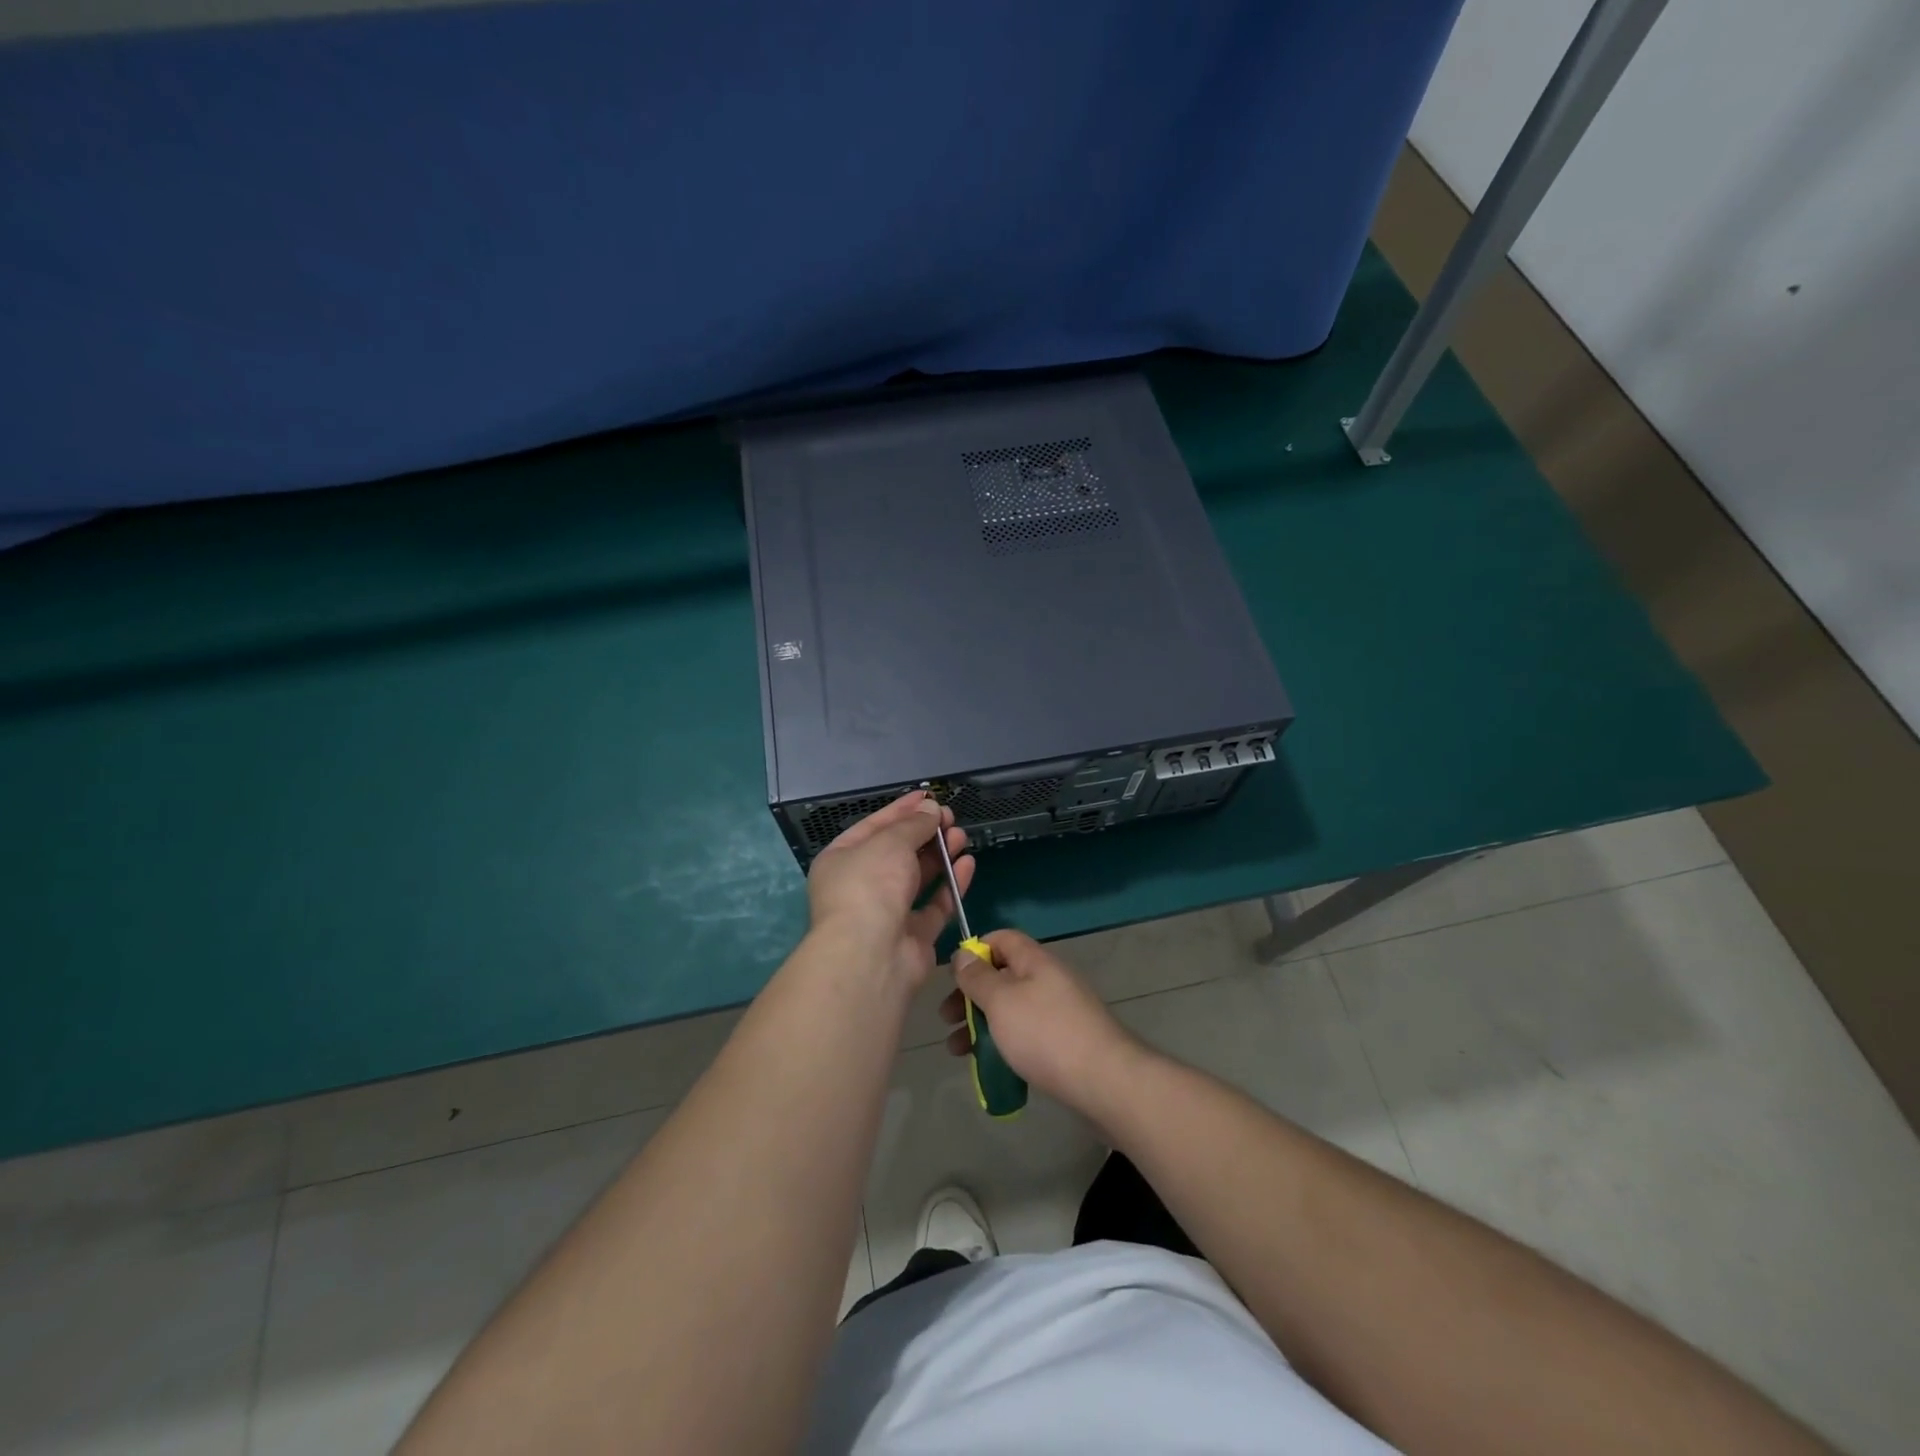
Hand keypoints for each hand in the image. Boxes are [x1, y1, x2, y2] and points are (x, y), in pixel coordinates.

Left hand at [806, 790, 972, 990]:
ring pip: (917, 878)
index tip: (929, 796)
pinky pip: (935, 905)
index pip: (874, 827)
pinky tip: (967, 864)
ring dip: (939, 855)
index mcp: (842, 860)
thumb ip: (914, 824)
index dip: (902, 810)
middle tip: (950, 817)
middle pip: (897, 852)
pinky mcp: (913, 937)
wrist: (871, 956)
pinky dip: (951, 884)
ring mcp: (887, 913)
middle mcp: (862, 886)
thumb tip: (931, 809)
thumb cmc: (870, 886)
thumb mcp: (890, 842)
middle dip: (925, 832)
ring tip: (961, 835)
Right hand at [942, 929, 1144, 1115]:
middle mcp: (1049, 979)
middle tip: (946, 1020)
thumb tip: (963, 954)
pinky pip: (1027, 1035)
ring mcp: (1060, 1012)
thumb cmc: (1045, 1033)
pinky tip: (990, 1067)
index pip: (1002, 939)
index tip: (952, 976)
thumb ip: (978, 977)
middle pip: (1003, 976)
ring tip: (957, 1051)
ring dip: (982, 1025)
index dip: (975, 950)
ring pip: (1012, 1009)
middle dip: (971, 996)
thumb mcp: (1001, 1000)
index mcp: (1035, 961)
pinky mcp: (1066, 1042)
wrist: (1105, 1081)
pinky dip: (1004, 1045)